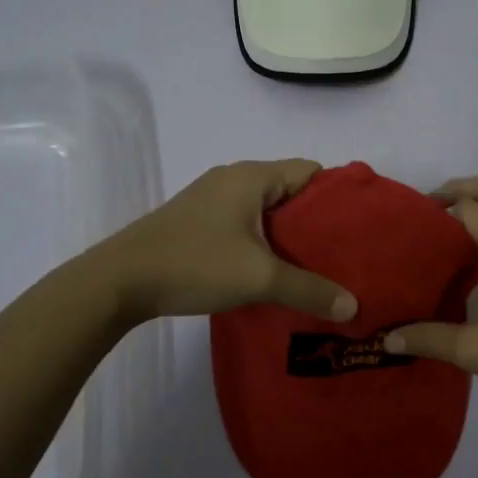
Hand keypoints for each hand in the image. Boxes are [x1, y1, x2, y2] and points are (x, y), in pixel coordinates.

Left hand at [96, 159, 357, 323]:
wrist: (119, 281)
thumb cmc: (194, 264)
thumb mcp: (259, 277)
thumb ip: (309, 289)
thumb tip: (353, 307)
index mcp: (252, 176)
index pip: (310, 171)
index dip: (337, 196)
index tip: (358, 227)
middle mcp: (234, 178)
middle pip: (290, 190)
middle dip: (316, 221)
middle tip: (342, 254)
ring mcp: (212, 199)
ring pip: (267, 210)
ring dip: (289, 234)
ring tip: (315, 267)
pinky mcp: (198, 221)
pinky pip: (246, 223)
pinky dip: (264, 241)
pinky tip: (273, 272)